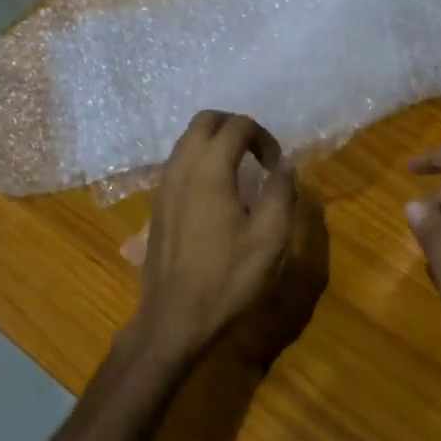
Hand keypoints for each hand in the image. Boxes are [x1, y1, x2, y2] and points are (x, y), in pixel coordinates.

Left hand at [127, 111, 320, 371]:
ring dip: (215, 143)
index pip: (237, 126)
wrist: (175, 319)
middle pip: (205, 121)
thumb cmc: (227, 279)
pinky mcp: (156, 205)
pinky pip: (178, 163)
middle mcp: (180, 169)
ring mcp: (163, 186)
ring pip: (187, 141)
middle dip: (235, 128)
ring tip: (240, 171)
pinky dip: (200, 161)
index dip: (263, 137)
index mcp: (209, 172)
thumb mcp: (270, 239)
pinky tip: (217, 193)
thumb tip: (284, 165)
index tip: (277, 166)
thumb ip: (281, 193)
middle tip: (258, 155)